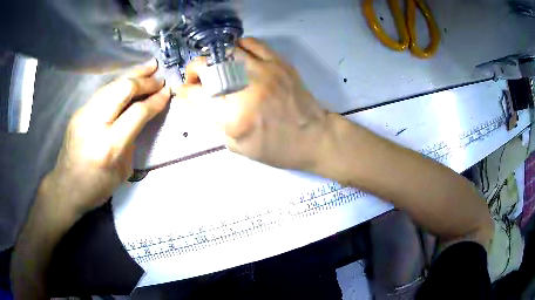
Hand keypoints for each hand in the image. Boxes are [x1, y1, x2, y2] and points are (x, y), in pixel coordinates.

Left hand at [48, 59, 170, 215]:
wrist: (66, 187)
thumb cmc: (97, 187)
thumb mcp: (122, 171)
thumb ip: (132, 140)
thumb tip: (141, 116)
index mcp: (109, 146)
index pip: (137, 112)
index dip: (155, 100)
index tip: (167, 92)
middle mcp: (95, 124)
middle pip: (123, 90)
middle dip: (145, 81)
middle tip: (159, 77)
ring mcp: (83, 114)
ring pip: (112, 85)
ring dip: (132, 75)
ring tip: (149, 68)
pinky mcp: (79, 111)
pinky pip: (103, 92)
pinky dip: (119, 84)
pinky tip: (128, 81)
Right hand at [178, 37, 330, 169]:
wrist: (314, 137)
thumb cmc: (277, 148)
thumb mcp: (238, 146)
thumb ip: (214, 122)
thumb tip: (200, 100)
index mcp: (233, 117)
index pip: (195, 95)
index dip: (184, 92)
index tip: (185, 92)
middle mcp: (245, 89)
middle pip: (207, 66)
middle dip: (194, 70)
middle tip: (197, 77)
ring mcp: (264, 71)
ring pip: (226, 50)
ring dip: (214, 57)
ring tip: (215, 66)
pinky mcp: (278, 62)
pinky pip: (251, 43)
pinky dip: (238, 47)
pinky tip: (237, 56)